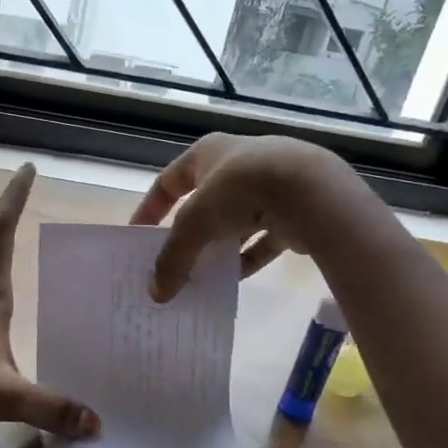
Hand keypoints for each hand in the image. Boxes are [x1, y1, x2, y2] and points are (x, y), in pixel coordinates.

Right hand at [129, 133, 366, 300]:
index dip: (150, 209)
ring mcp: (268, 184)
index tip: (138, 238)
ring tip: (202, 276)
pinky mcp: (293, 208)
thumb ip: (173, 259)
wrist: (309, 190)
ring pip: (235, 221)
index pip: (168, 181)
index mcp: (207, 153)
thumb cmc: (238, 191)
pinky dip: (249, 256)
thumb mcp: (193, 225)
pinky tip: (236, 278)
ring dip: (219, 247)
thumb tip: (156, 294)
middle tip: (173, 263)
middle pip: (203, 202)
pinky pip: (264, 237)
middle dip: (188, 234)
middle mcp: (236, 163)